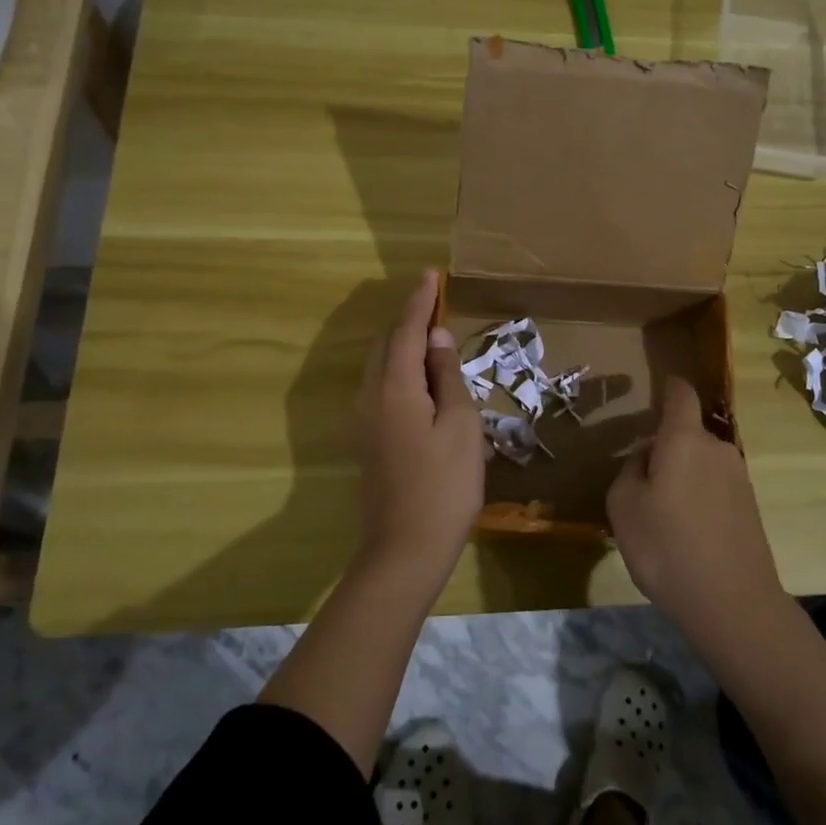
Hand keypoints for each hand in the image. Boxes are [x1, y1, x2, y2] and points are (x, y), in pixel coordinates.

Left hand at [353, 269, 483, 592]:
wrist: (405, 550)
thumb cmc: (445, 485)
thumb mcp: (461, 425)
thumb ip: (448, 376)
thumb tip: (437, 338)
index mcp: (394, 387)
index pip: (406, 330)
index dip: (420, 300)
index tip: (431, 274)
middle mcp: (370, 396)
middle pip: (386, 344)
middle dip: (409, 320)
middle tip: (438, 307)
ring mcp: (365, 420)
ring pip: (381, 366)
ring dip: (404, 346)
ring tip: (435, 340)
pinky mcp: (368, 439)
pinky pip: (382, 387)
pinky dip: (401, 370)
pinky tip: (424, 381)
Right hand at [607, 376, 787, 657]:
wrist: (734, 605)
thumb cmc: (667, 547)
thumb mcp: (623, 506)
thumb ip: (630, 469)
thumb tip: (647, 458)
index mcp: (684, 439)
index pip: (680, 394)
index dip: (669, 386)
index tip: (658, 388)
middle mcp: (717, 449)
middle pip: (687, 434)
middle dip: (665, 449)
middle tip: (642, 485)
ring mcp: (739, 479)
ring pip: (701, 464)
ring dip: (682, 478)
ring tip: (662, 519)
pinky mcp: (751, 509)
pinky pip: (715, 489)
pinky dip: (699, 501)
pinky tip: (686, 537)